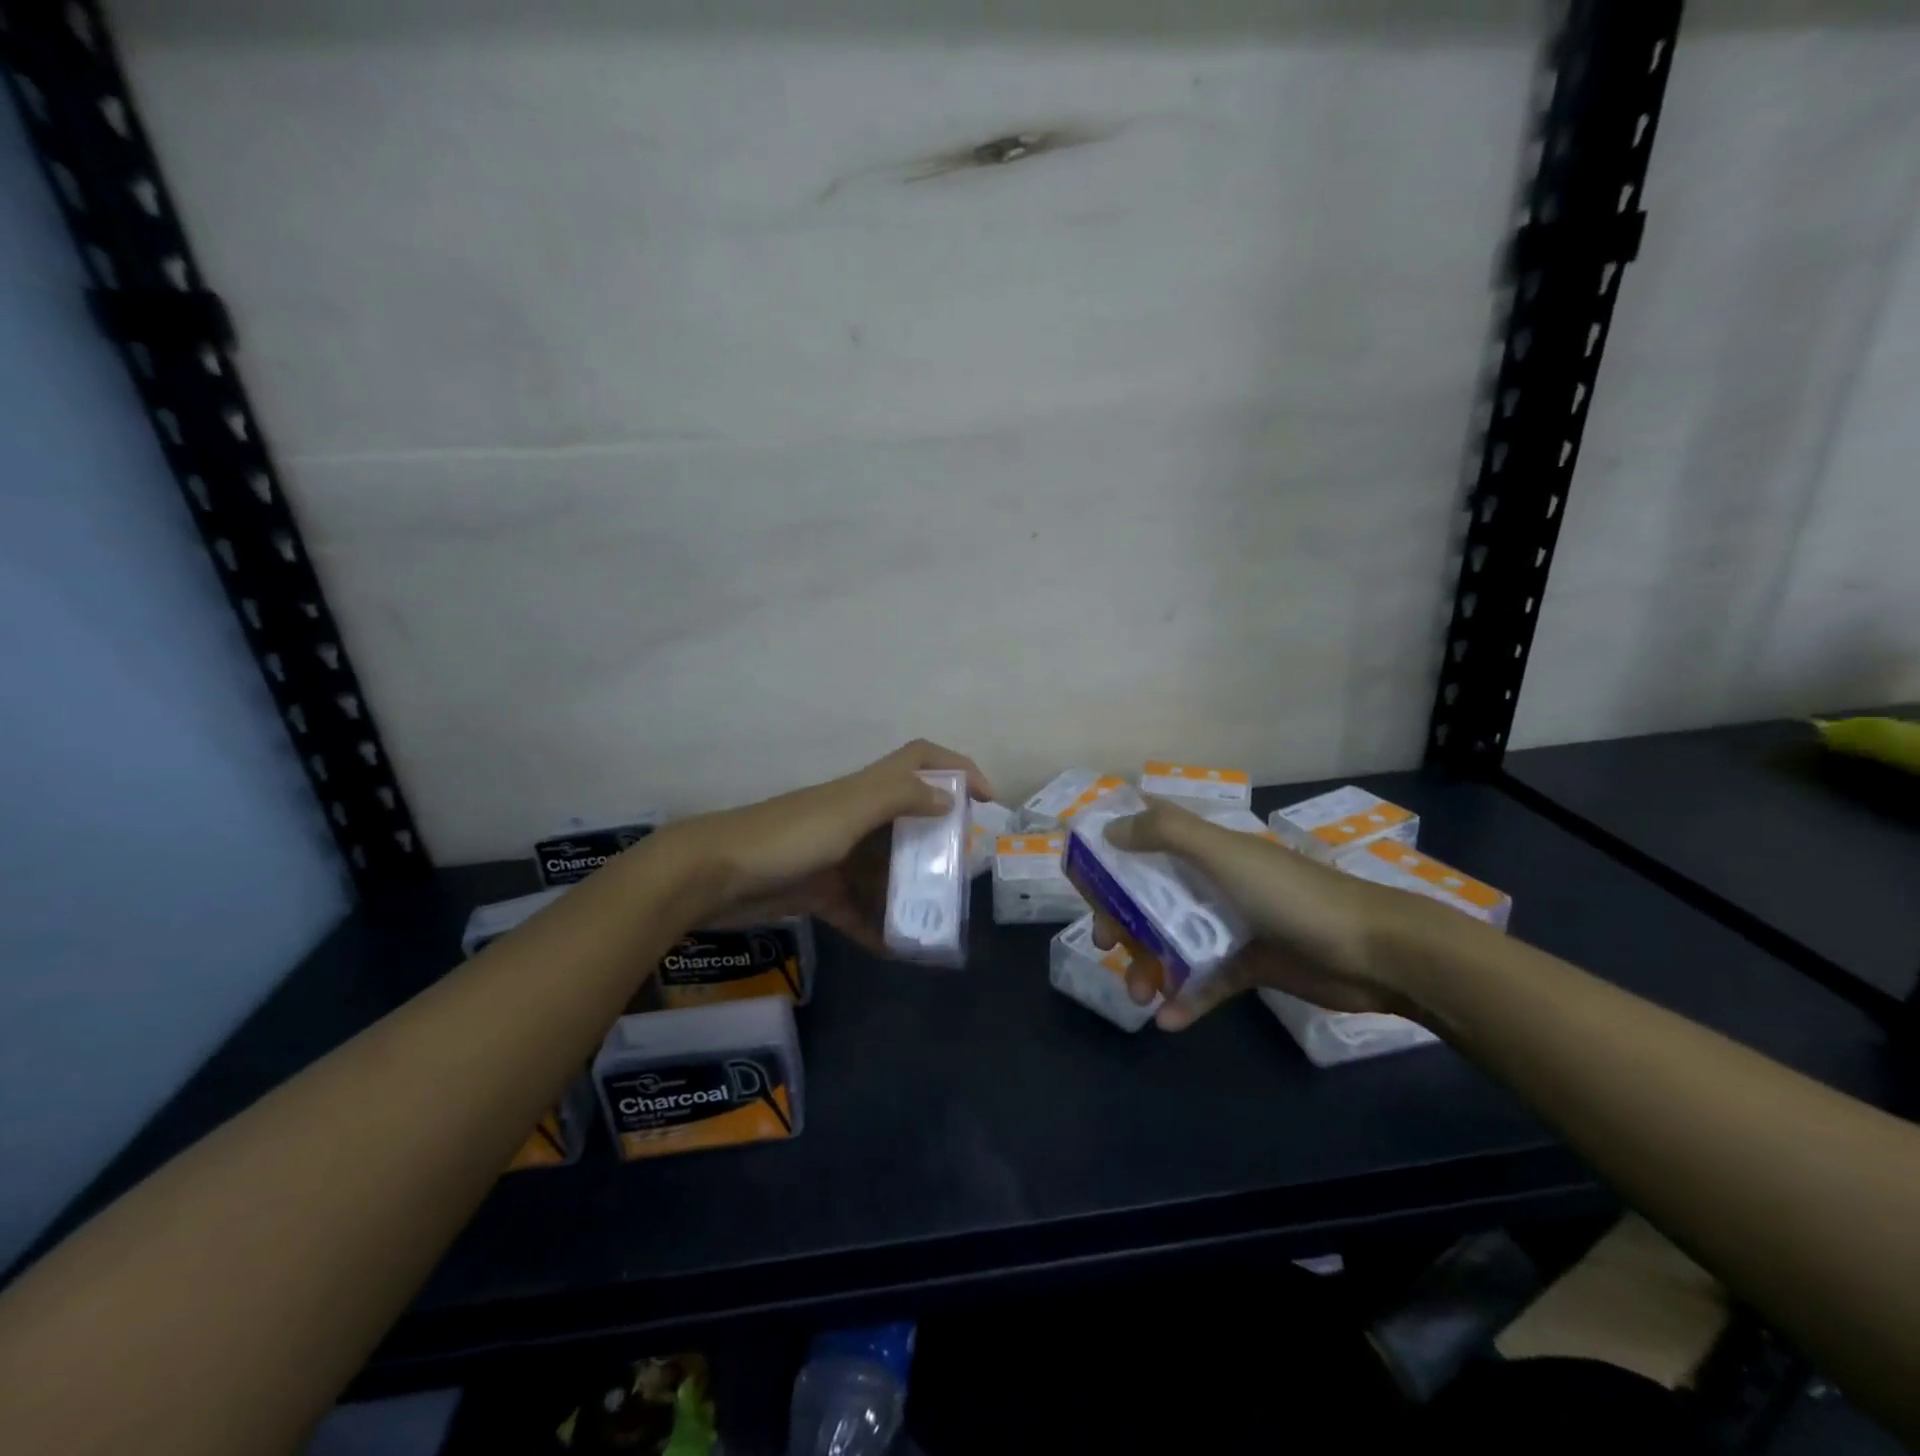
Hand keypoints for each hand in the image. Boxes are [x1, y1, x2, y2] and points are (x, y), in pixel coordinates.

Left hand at [655, 740, 993, 955]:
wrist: (711, 875)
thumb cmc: (787, 836)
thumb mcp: (848, 811)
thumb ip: (899, 798)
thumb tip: (948, 798)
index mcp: (865, 790)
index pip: (920, 760)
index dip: (957, 768)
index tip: (987, 799)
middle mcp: (856, 817)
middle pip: (910, 819)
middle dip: (940, 841)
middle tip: (963, 871)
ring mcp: (837, 855)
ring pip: (886, 869)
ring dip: (911, 890)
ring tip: (938, 919)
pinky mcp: (818, 891)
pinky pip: (858, 909)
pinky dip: (877, 926)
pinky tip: (897, 950)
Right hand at [1084, 798, 1417, 1030]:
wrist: (1376, 951)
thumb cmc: (1294, 895)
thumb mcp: (1226, 854)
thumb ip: (1168, 834)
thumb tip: (1111, 830)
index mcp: (1209, 850)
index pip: (1151, 840)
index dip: (1116, 854)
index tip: (1086, 878)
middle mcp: (1215, 882)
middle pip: (1153, 897)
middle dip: (1123, 920)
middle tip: (1105, 946)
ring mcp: (1234, 924)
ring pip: (1175, 941)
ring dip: (1149, 966)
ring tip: (1137, 995)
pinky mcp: (1252, 964)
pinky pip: (1208, 981)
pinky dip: (1188, 998)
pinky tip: (1170, 1020)